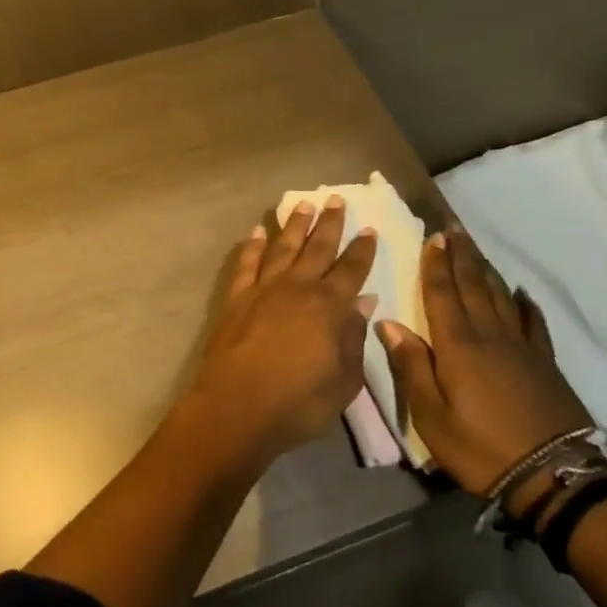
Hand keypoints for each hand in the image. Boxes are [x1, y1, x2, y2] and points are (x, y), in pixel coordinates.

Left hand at [185, 200, 378, 466]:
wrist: (237, 407)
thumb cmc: (298, 402)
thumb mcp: (343, 381)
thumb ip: (354, 338)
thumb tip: (364, 302)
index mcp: (328, 306)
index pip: (351, 269)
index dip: (362, 250)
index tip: (369, 229)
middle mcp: (298, 287)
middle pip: (317, 247)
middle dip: (329, 223)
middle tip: (336, 199)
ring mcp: (264, 288)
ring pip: (283, 247)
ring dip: (294, 224)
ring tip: (303, 204)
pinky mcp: (238, 297)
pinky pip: (248, 263)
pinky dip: (253, 245)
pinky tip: (258, 231)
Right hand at [378, 227, 591, 498]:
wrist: (554, 477)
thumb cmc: (482, 447)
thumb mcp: (432, 417)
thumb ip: (411, 367)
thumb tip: (389, 323)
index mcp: (458, 344)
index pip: (442, 293)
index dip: (435, 263)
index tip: (433, 236)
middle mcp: (489, 334)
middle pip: (472, 284)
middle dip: (461, 254)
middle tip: (454, 226)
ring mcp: (521, 346)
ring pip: (500, 296)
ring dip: (486, 269)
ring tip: (477, 249)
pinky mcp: (545, 363)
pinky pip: (534, 323)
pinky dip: (527, 304)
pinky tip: (524, 293)